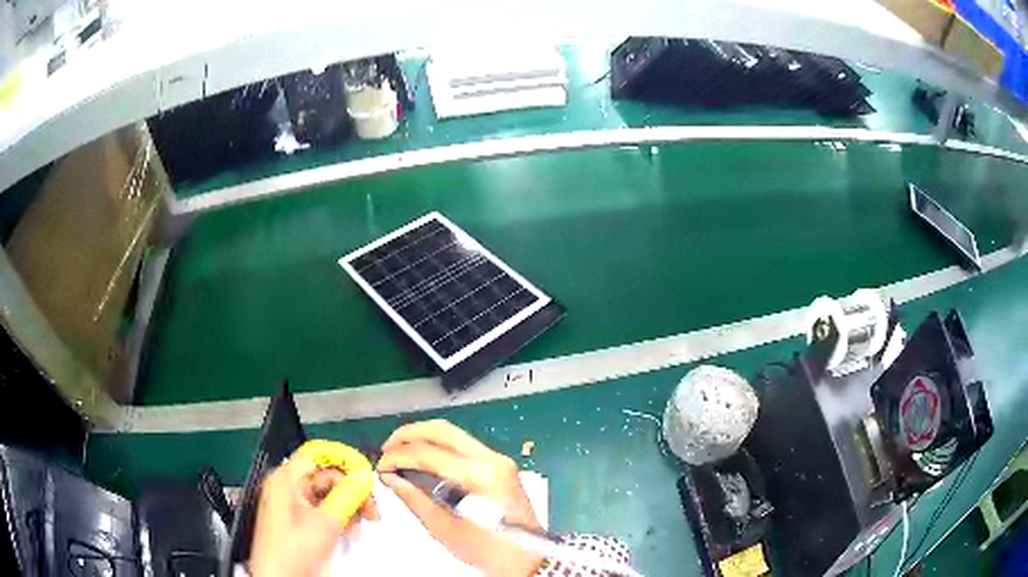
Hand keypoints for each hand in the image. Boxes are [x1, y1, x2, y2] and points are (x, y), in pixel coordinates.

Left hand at [250, 453, 378, 576]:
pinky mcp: (303, 523)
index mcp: (286, 480)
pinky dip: (342, 520)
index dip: (341, 461)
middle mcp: (290, 489)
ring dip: (349, 508)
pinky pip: (327, 512)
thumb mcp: (323, 522)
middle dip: (351, 492)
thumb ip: (344, 497)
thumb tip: (362, 478)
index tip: (363, 474)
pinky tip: (350, 531)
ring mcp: (296, 506)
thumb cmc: (290, 552)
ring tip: (360, 524)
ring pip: (330, 496)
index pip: (317, 456)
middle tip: (369, 508)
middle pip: (326, 477)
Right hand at [378, 420, 542, 576]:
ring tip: (400, 452)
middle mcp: (491, 459)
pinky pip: (464, 445)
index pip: (428, 453)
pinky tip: (424, 459)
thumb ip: (413, 498)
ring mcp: (498, 459)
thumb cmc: (486, 549)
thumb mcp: (443, 528)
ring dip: (423, 437)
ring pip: (454, 433)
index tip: (380, 467)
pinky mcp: (500, 464)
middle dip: (409, 434)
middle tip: (387, 449)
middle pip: (442, 430)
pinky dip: (439, 446)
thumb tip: (388, 477)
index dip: (398, 456)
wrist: (527, 558)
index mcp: (479, 476)